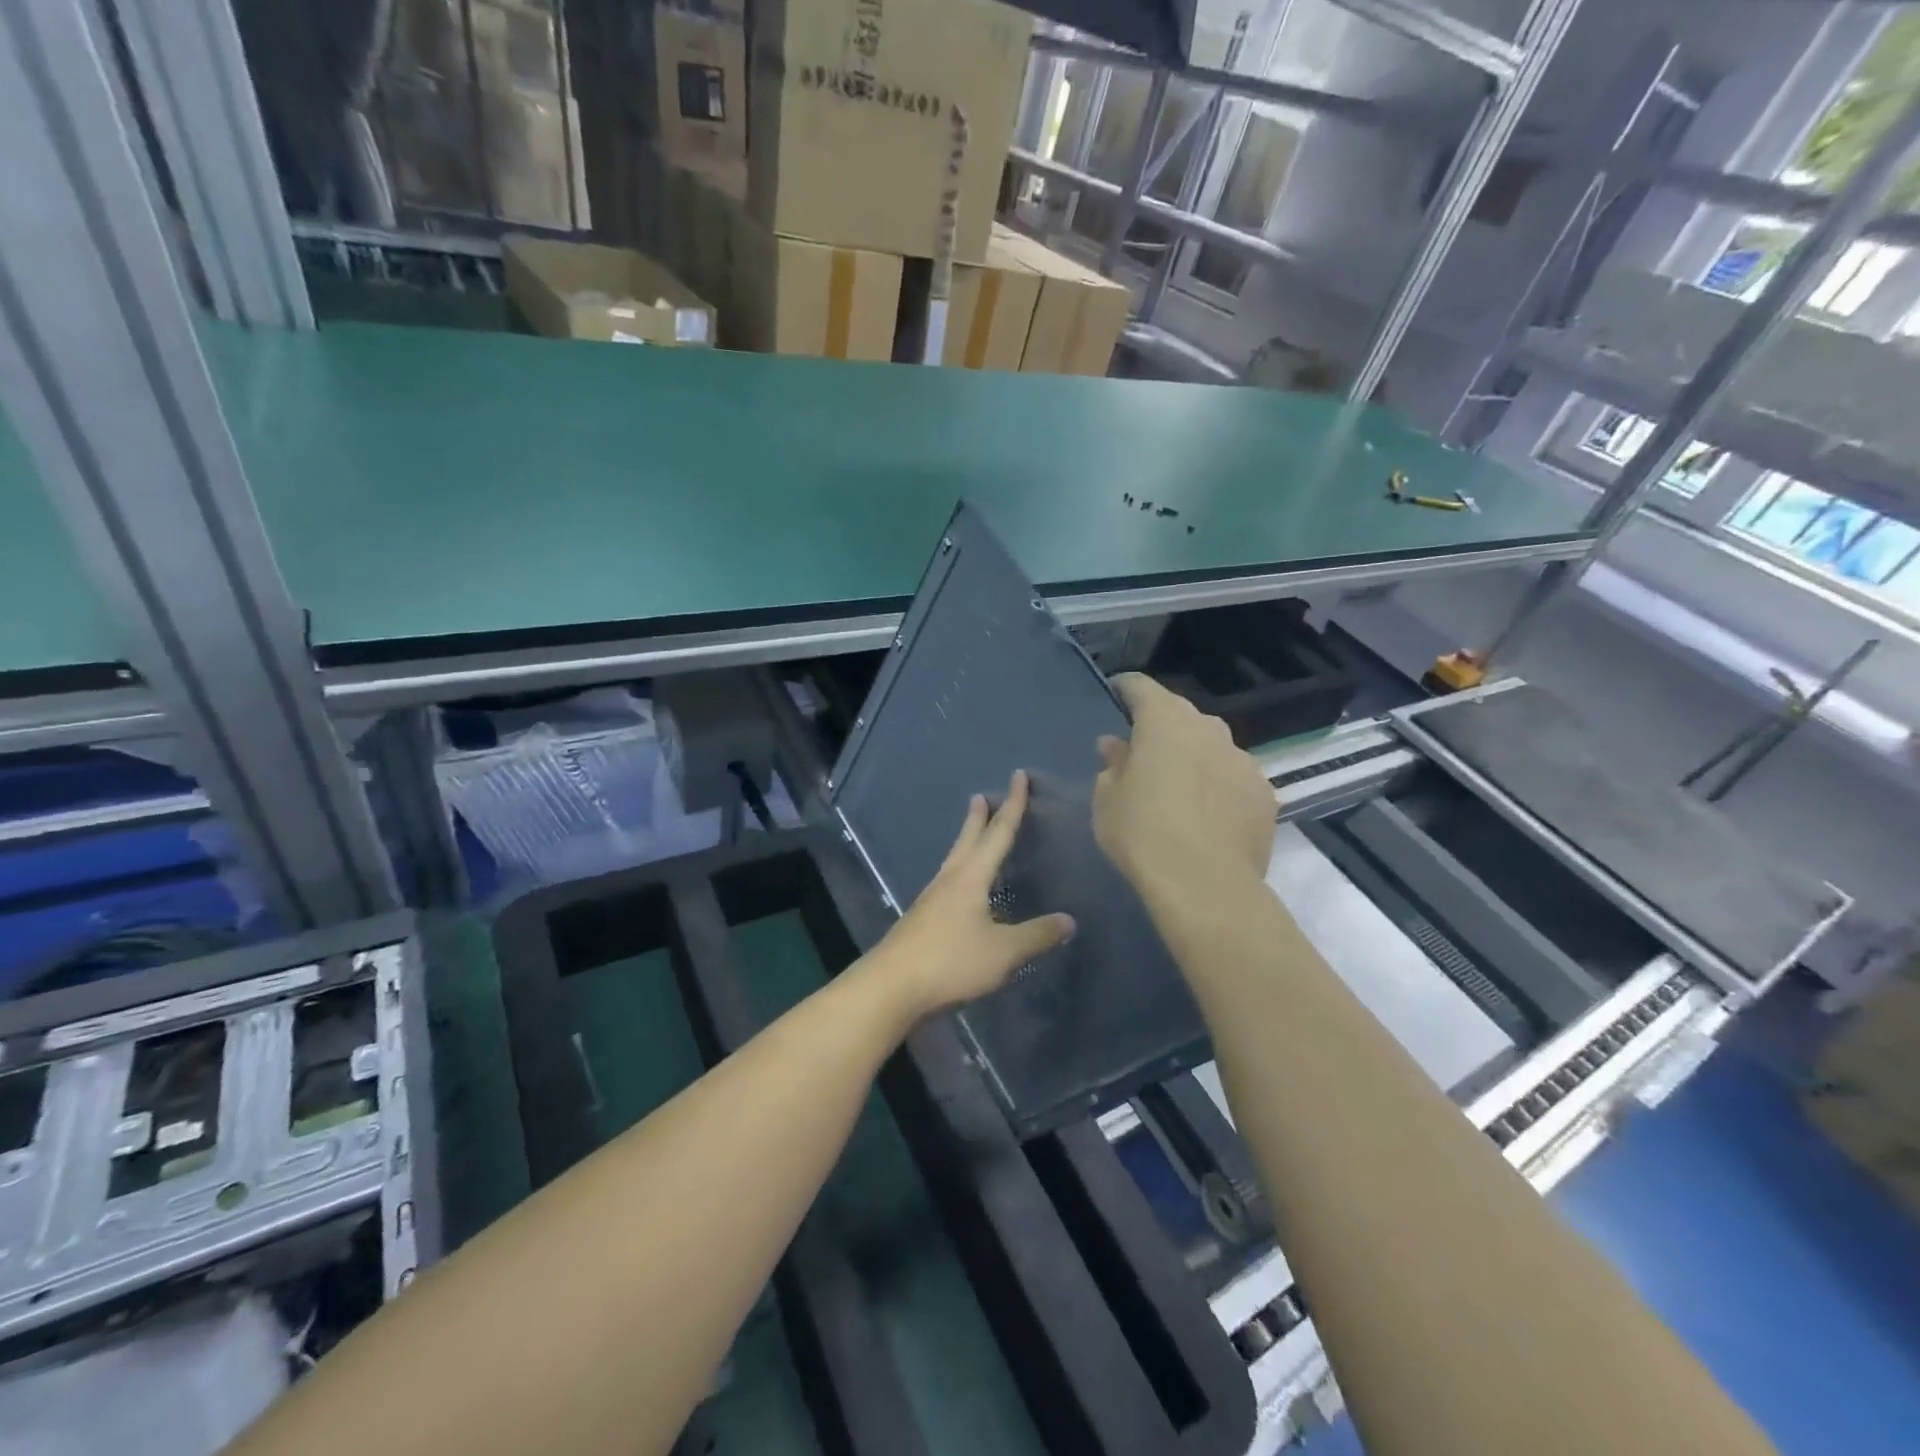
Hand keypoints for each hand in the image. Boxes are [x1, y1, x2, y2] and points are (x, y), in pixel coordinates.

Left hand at [863, 770, 1075, 1021]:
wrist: (892, 985)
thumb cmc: (951, 960)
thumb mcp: (1003, 951)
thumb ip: (1036, 935)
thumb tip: (1069, 920)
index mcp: (971, 877)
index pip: (998, 833)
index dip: (1013, 805)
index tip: (1018, 776)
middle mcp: (950, 879)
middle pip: (968, 840)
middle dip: (979, 818)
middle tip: (981, 797)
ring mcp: (932, 899)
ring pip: (954, 860)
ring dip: (966, 842)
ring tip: (972, 834)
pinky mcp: (922, 920)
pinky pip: (947, 883)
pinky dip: (960, 872)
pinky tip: (962, 889)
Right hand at [1092, 673, 1274, 896]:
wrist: (1205, 884)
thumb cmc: (1142, 834)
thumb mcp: (1107, 800)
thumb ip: (1113, 764)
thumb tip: (1117, 746)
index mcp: (1164, 721)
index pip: (1141, 687)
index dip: (1125, 688)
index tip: (1115, 694)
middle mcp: (1209, 729)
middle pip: (1180, 715)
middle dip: (1161, 727)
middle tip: (1143, 752)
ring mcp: (1243, 760)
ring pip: (1211, 746)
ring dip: (1194, 757)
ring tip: (1179, 787)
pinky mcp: (1265, 793)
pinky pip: (1234, 778)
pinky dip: (1219, 786)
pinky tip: (1208, 814)